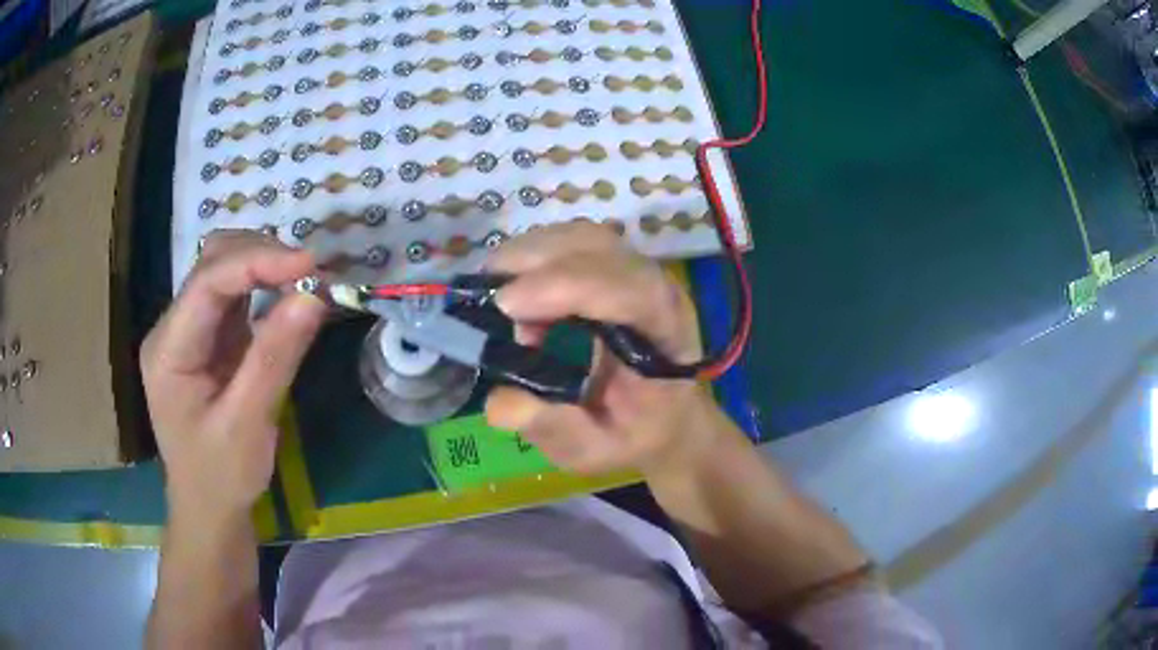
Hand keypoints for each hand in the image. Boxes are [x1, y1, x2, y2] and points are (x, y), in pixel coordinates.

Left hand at [141, 231, 325, 520]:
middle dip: (261, 256)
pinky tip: (288, 295)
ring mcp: (189, 331)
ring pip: (223, 270)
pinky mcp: (208, 339)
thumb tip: (314, 296)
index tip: (311, 265)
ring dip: (264, 265)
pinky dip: (264, 286)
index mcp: (169, 349)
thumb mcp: (248, 424)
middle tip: (311, 274)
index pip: (207, 282)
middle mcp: (173, 328)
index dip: (258, 261)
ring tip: (305, 280)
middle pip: (212, 263)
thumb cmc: (221, 477)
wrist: (209, 510)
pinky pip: (235, 296)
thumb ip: (276, 357)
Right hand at [485, 221, 724, 476]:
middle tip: (486, 296)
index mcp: (666, 333)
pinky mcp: (617, 265)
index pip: (627, 289)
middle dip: (537, 263)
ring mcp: (639, 270)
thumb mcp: (594, 449)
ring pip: (584, 237)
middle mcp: (658, 289)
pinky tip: (518, 288)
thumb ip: (554, 428)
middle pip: (601, 248)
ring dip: (532, 254)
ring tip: (498, 294)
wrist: (666, 416)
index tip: (507, 305)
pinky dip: (538, 255)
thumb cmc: (634, 433)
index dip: (566, 287)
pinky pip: (575, 241)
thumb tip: (499, 403)